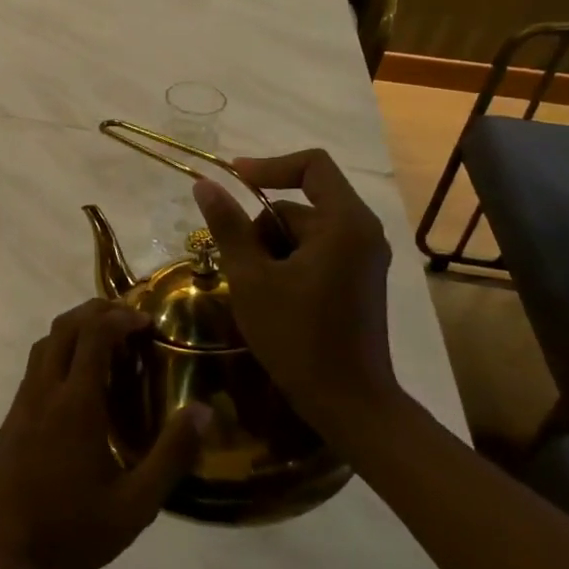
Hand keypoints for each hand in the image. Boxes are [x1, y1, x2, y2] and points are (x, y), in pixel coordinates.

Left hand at [0, 300, 207, 568]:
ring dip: (75, 328)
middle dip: (97, 311)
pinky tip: (81, 380)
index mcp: (75, 404)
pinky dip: (60, 351)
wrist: (4, 554)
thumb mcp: (136, 504)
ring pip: (45, 342)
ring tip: (108, 341)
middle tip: (130, 319)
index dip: (120, 317)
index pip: (94, 334)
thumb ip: (171, 455)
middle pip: (65, 327)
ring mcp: (23, 402)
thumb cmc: (73, 531)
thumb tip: (204, 411)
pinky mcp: (12, 417)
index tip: (148, 320)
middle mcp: (44, 391)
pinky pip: (36, 366)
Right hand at [191, 149, 399, 433]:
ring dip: (271, 250)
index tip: (232, 180)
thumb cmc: (297, 337)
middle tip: (239, 267)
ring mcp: (363, 258)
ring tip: (255, 290)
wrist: (348, 403)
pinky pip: (315, 252)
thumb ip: (227, 226)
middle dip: (262, 228)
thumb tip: (205, 184)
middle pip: (300, 205)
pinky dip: (288, 264)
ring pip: (303, 232)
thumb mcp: (250, 279)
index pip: (312, 165)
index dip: (269, 165)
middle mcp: (362, 232)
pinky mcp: (358, 280)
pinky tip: (273, 298)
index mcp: (344, 223)